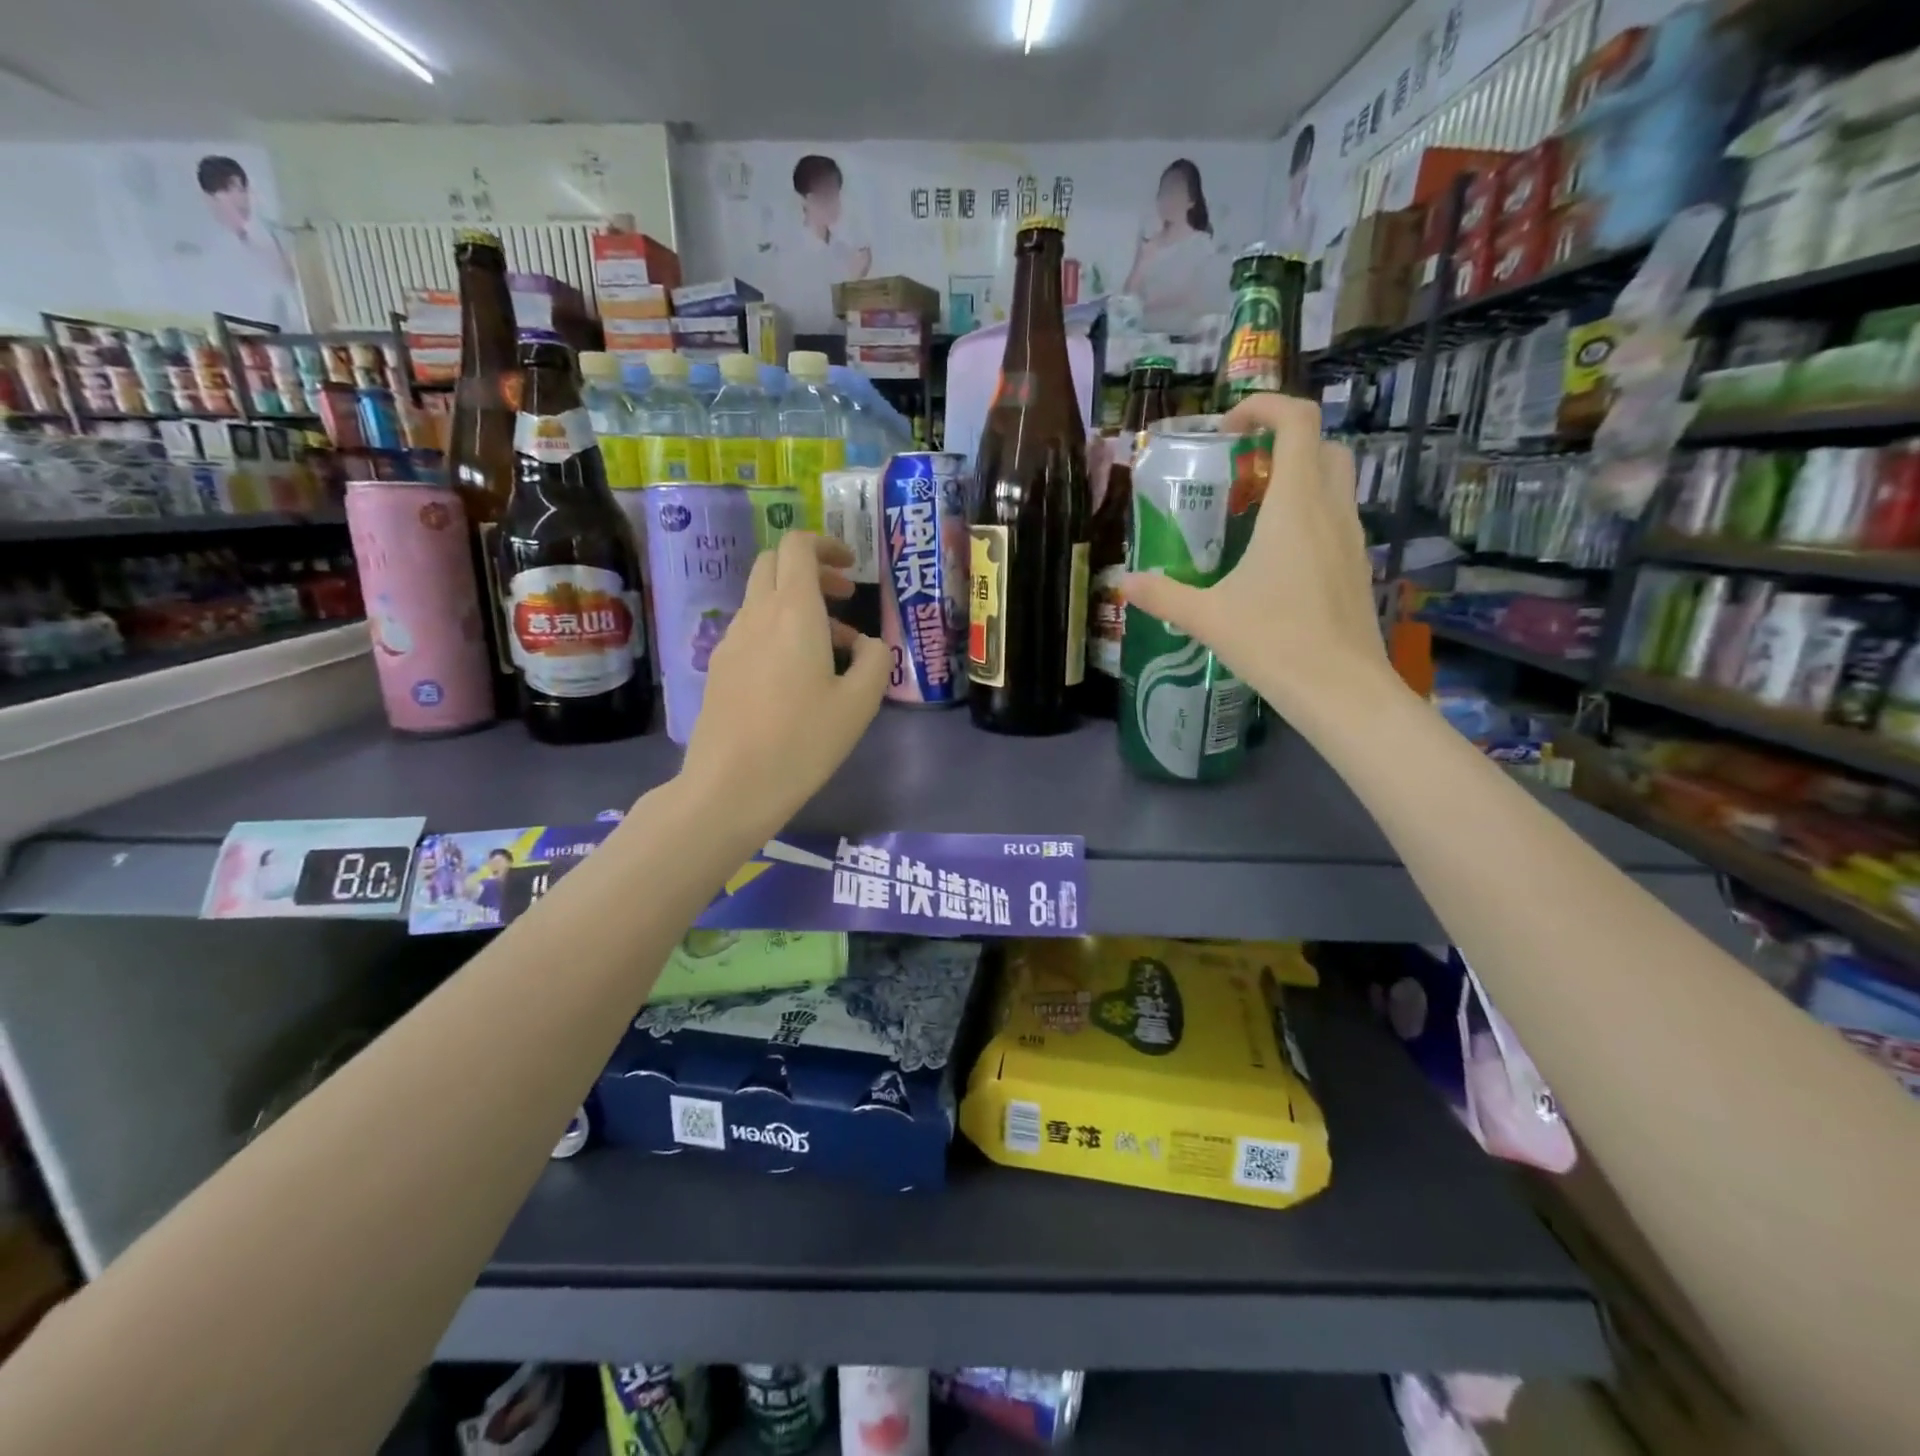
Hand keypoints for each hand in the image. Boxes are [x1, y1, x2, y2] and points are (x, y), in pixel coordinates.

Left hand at [681, 532, 887, 839]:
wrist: (731, 786)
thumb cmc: (802, 741)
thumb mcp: (859, 704)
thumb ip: (875, 661)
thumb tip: (869, 644)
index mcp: (793, 611)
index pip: (798, 546)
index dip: (826, 544)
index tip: (852, 567)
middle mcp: (756, 615)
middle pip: (775, 565)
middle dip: (811, 569)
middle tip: (843, 597)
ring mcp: (731, 641)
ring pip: (763, 599)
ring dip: (798, 604)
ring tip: (835, 647)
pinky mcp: (720, 668)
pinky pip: (752, 629)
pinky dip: (779, 630)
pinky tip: (799, 675)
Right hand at [1121, 393, 1398, 723]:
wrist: (1342, 690)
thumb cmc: (1275, 642)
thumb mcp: (1208, 617)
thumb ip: (1163, 595)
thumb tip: (1123, 584)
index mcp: (1295, 506)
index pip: (1298, 421)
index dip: (1265, 406)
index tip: (1228, 428)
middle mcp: (1330, 509)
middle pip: (1322, 445)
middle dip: (1283, 441)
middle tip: (1240, 470)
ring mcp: (1351, 537)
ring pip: (1335, 480)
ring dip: (1298, 477)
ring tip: (1251, 513)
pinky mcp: (1356, 565)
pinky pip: (1335, 517)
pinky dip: (1308, 513)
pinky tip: (1274, 557)